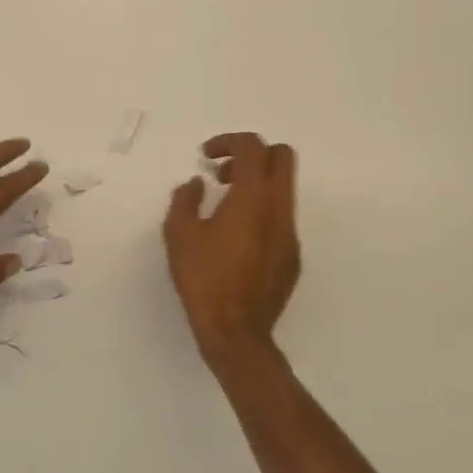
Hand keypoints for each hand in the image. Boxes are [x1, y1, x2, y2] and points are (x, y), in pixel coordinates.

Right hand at [163, 132, 300, 360]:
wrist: (236, 331)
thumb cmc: (203, 278)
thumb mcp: (179, 235)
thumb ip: (184, 200)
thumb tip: (195, 185)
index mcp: (252, 198)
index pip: (253, 147)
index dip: (228, 141)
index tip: (206, 157)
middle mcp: (279, 209)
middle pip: (282, 157)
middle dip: (252, 155)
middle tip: (222, 173)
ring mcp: (290, 233)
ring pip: (283, 189)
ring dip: (256, 184)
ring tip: (223, 206)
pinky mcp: (292, 256)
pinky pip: (281, 218)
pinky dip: (261, 212)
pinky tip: (236, 239)